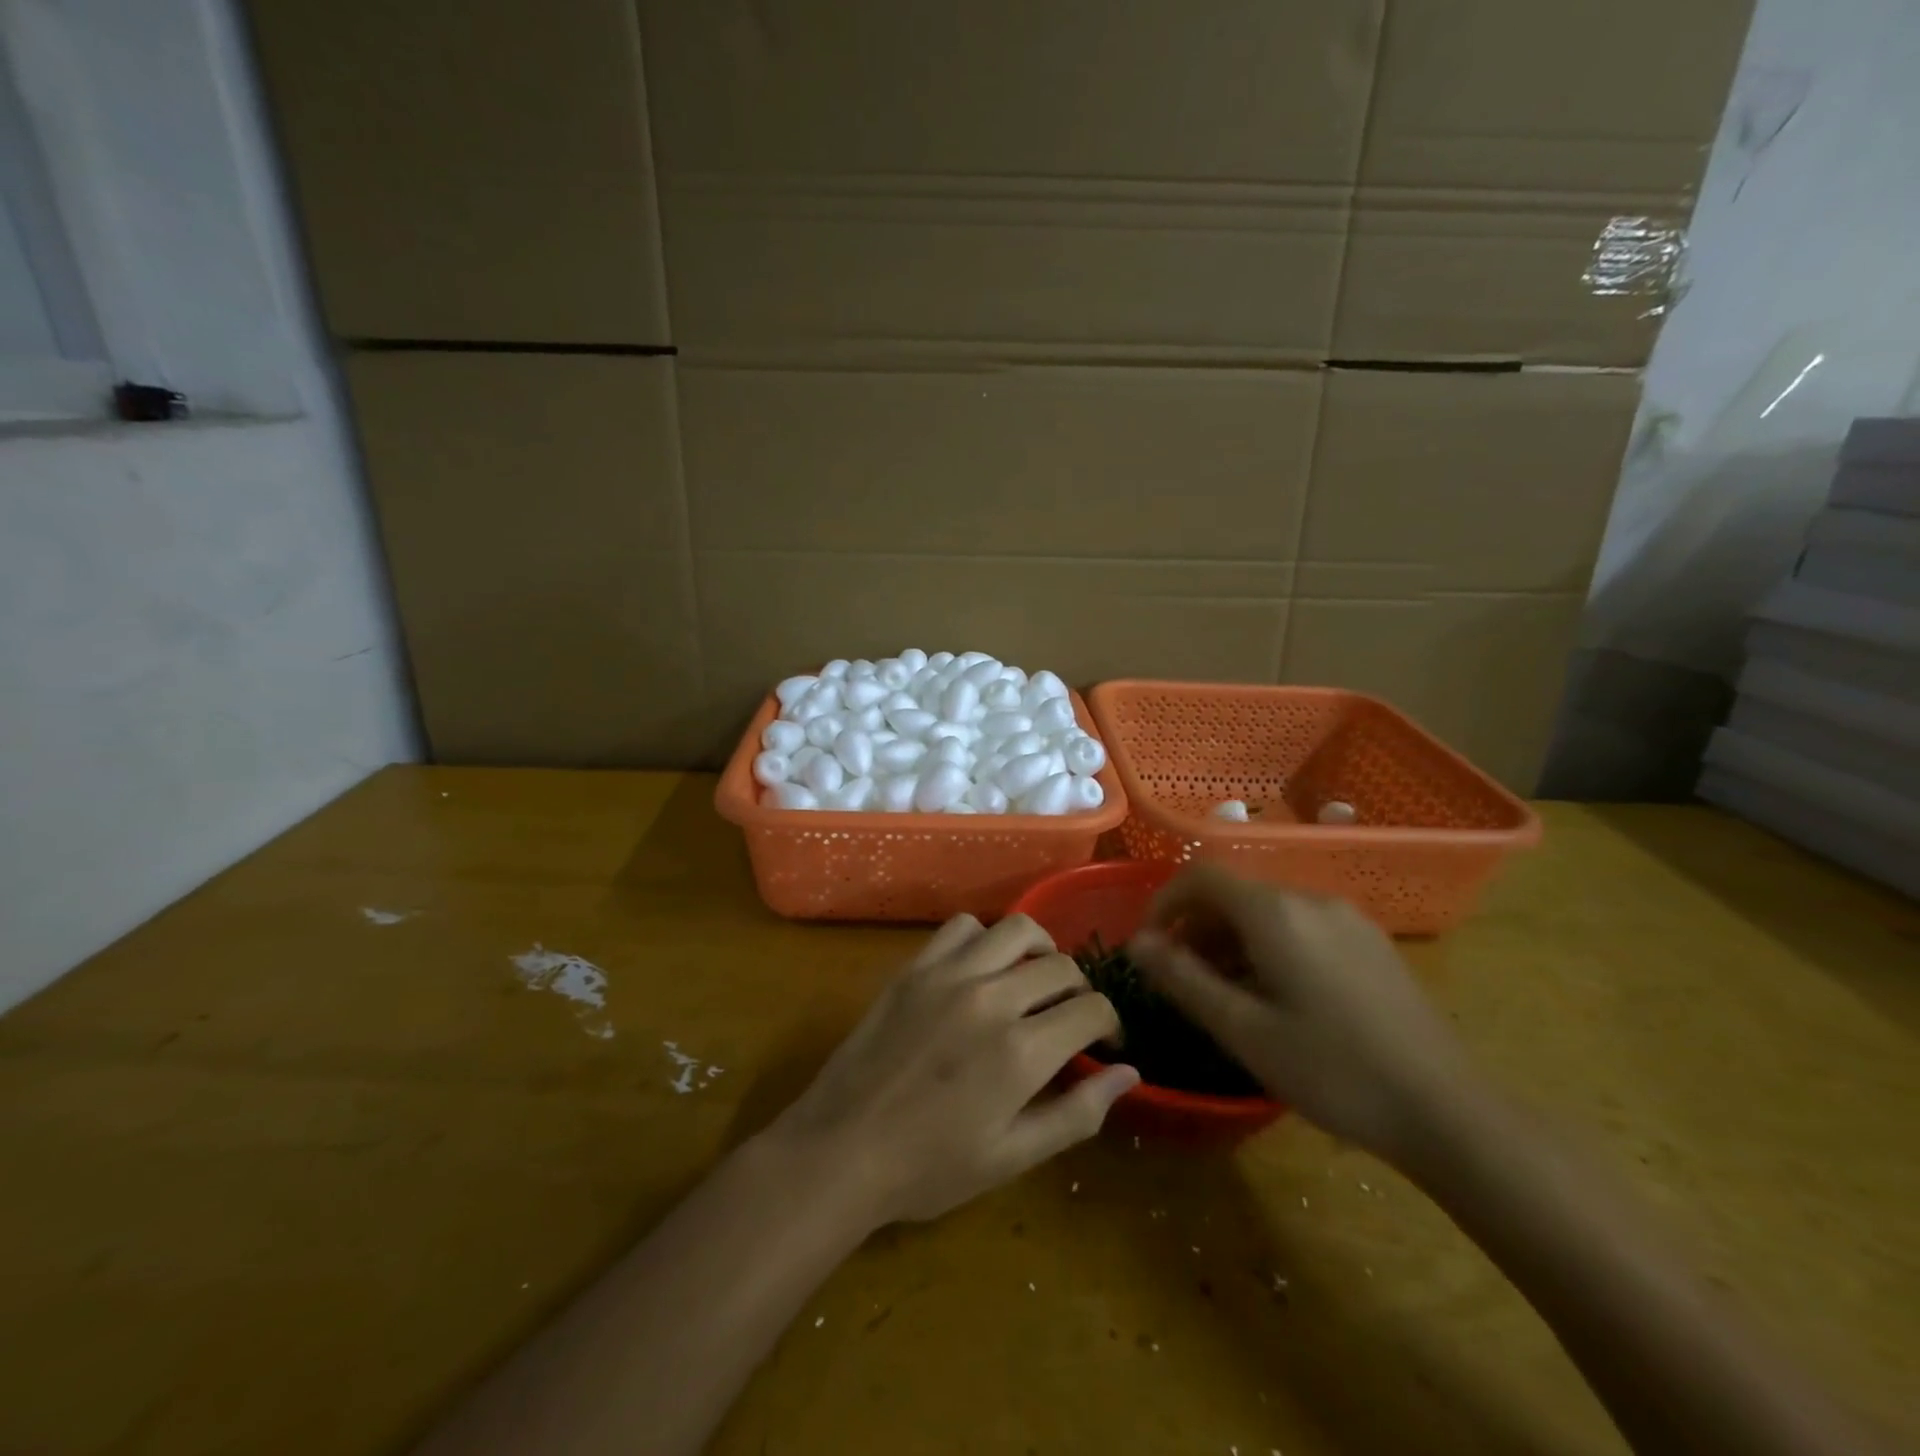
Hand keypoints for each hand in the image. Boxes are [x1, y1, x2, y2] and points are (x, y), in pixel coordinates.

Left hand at [768, 914, 1139, 1226]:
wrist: (842, 1148)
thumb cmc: (930, 1167)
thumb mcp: (1012, 1156)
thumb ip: (1077, 1113)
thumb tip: (1129, 1073)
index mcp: (1021, 1051)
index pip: (1091, 1009)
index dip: (1109, 1023)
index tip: (1104, 1041)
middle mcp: (991, 998)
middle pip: (1060, 966)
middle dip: (1079, 989)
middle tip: (1068, 1017)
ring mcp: (949, 975)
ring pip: (1016, 929)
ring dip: (1038, 949)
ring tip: (1033, 978)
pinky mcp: (915, 967)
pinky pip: (962, 927)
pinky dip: (983, 938)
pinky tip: (981, 968)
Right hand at [1127, 865, 1471, 1161]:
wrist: (1447, 1112)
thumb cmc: (1332, 1071)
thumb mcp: (1244, 1030)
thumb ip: (1183, 979)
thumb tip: (1137, 943)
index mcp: (1276, 912)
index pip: (1201, 877)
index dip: (1164, 903)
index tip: (1149, 946)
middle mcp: (1311, 900)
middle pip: (1235, 894)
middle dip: (1197, 927)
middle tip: (1182, 979)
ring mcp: (1347, 919)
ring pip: (1268, 911)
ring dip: (1232, 940)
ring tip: (1225, 994)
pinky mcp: (1371, 943)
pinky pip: (1302, 927)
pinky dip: (1269, 947)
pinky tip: (1277, 997)